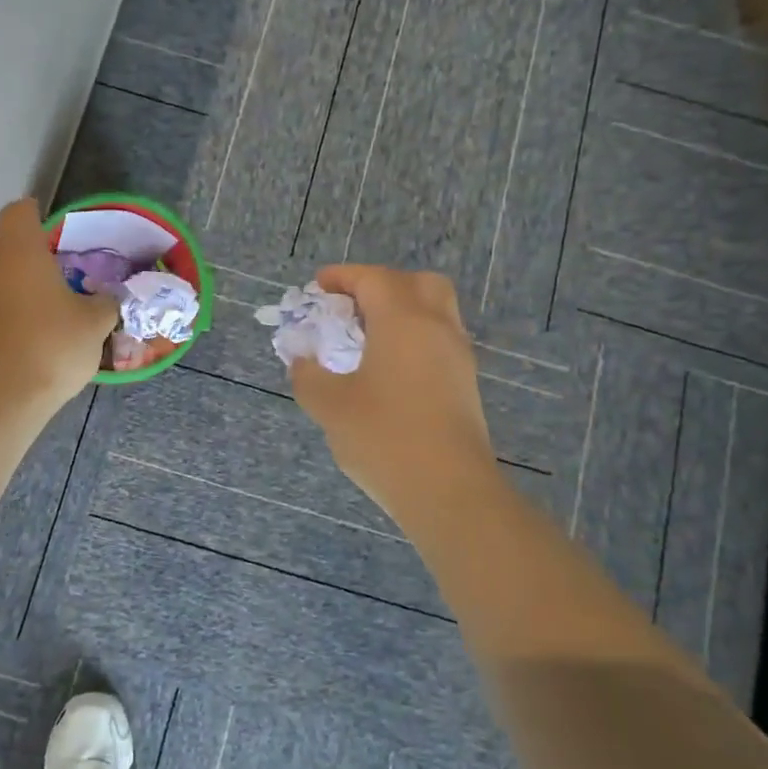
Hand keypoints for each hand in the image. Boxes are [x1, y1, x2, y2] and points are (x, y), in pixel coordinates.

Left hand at [0, 198, 117, 415]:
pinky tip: (8, 329)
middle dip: (3, 241)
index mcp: (18, 249)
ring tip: (19, 298)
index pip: (18, 211)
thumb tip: (108, 299)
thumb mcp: (94, 325)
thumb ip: (103, 304)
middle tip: (31, 262)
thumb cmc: (51, 347)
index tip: (48, 228)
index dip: (32, 215)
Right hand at [290, 265, 497, 521]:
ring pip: (435, 313)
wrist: (449, 491)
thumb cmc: (384, 438)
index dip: (343, 277)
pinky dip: (413, 340)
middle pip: (417, 284)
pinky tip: (387, 372)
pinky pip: (439, 342)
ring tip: (366, 342)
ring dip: (401, 313)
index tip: (317, 287)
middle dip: (382, 286)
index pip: (374, 279)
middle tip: (352, 309)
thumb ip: (308, 376)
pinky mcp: (465, 386)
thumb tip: (302, 362)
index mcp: (403, 321)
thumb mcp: (329, 406)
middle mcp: (437, 328)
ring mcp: (457, 357)